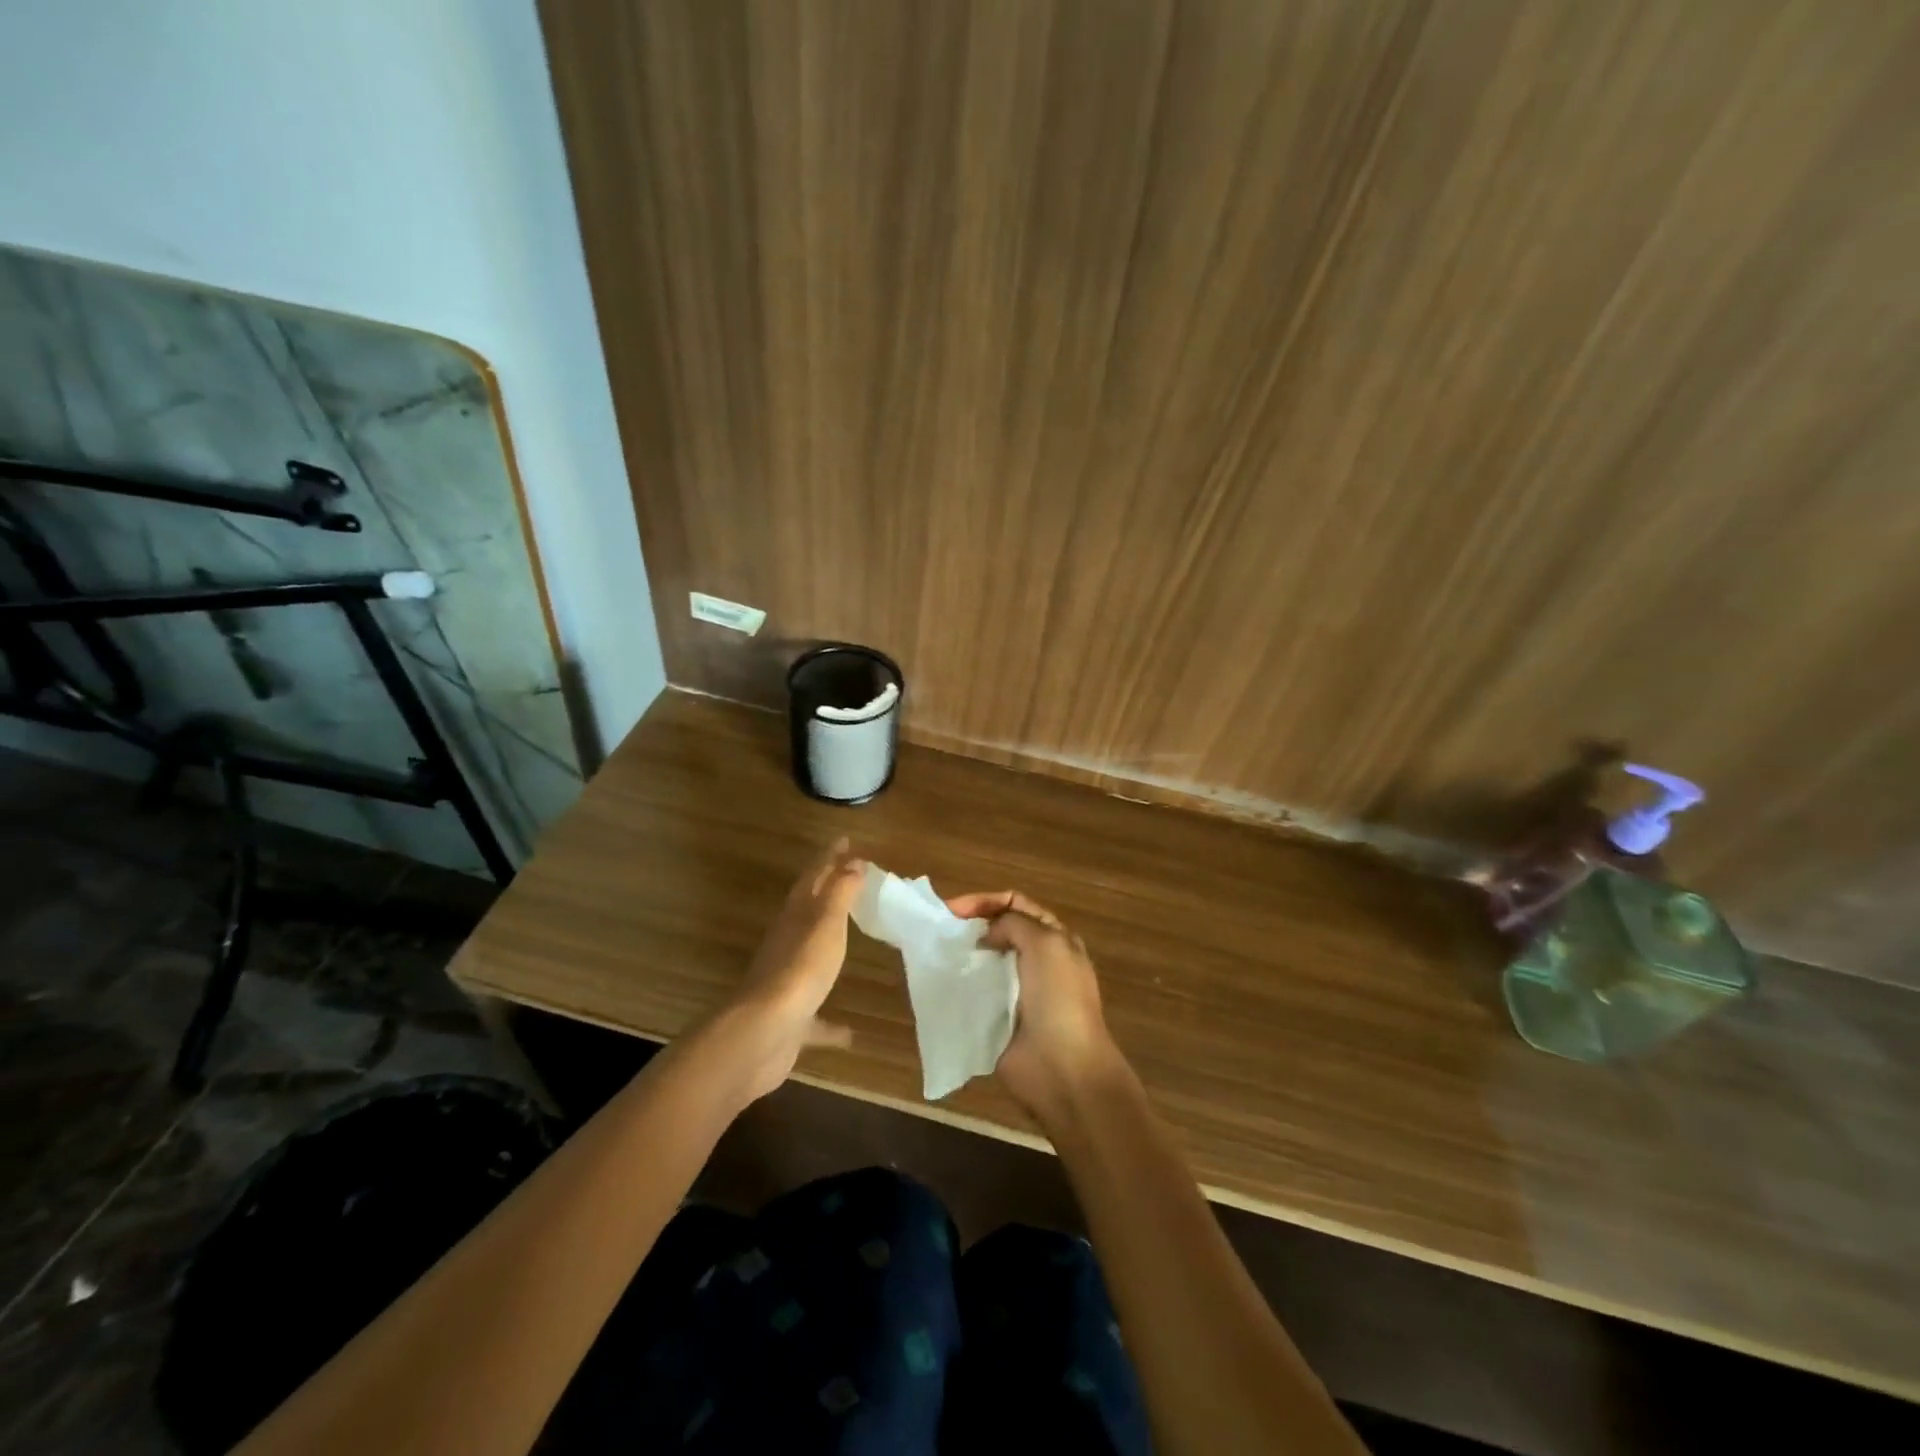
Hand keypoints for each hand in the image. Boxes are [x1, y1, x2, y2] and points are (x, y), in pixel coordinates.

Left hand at [716, 839, 864, 1101]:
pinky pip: (815, 1019)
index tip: (845, 840)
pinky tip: (850, 1034)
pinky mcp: (791, 1022)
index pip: (814, 877)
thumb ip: (840, 893)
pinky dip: (829, 1023)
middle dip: (828, 893)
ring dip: (826, 948)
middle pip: (809, 911)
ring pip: (809, 958)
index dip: (829, 858)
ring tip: (849, 941)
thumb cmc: (800, 969)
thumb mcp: (826, 923)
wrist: (763, 1033)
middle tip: (851, 879)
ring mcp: (787, 984)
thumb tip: (853, 861)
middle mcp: (788, 945)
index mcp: (796, 917)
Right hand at [945, 890, 1125, 1127]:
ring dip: (963, 954)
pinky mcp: (997, 1018)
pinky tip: (940, 981)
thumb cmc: (1059, 1000)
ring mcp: (1016, 991)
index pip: (1016, 904)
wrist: (1062, 1069)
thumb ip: (1014, 923)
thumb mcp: (1046, 944)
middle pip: (998, 930)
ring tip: (936, 953)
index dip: (985, 901)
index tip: (953, 910)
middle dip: (971, 925)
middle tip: (940, 929)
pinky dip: (958, 985)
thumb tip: (988, 934)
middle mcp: (1036, 961)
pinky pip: (974, 993)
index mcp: (1054, 939)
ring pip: (984, 961)